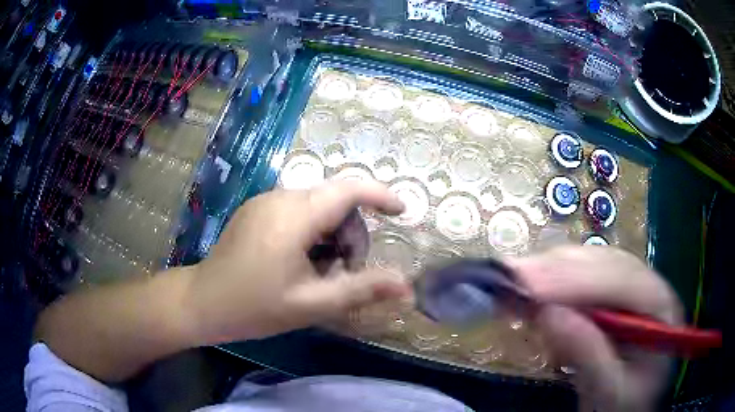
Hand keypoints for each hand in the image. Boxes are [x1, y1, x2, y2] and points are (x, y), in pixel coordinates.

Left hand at [187, 180, 410, 344]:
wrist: (203, 303)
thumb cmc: (255, 307)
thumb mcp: (313, 303)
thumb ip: (362, 289)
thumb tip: (407, 286)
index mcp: (294, 215)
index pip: (348, 189)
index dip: (380, 195)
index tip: (402, 212)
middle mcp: (280, 197)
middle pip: (335, 201)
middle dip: (351, 235)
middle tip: (344, 273)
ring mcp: (265, 202)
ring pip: (317, 207)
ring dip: (331, 236)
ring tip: (320, 272)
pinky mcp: (257, 210)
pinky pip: (298, 212)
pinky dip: (312, 233)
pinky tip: (300, 262)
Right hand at [512, 246, 682, 411]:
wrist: (629, 406)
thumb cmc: (625, 403)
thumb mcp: (610, 391)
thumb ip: (588, 355)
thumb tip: (548, 313)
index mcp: (660, 306)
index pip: (620, 280)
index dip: (575, 279)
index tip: (528, 284)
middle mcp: (647, 285)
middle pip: (604, 263)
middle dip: (557, 269)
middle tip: (510, 275)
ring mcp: (629, 287)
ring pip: (590, 265)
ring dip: (551, 271)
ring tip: (513, 279)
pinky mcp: (609, 296)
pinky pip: (581, 280)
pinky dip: (553, 283)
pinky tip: (531, 288)